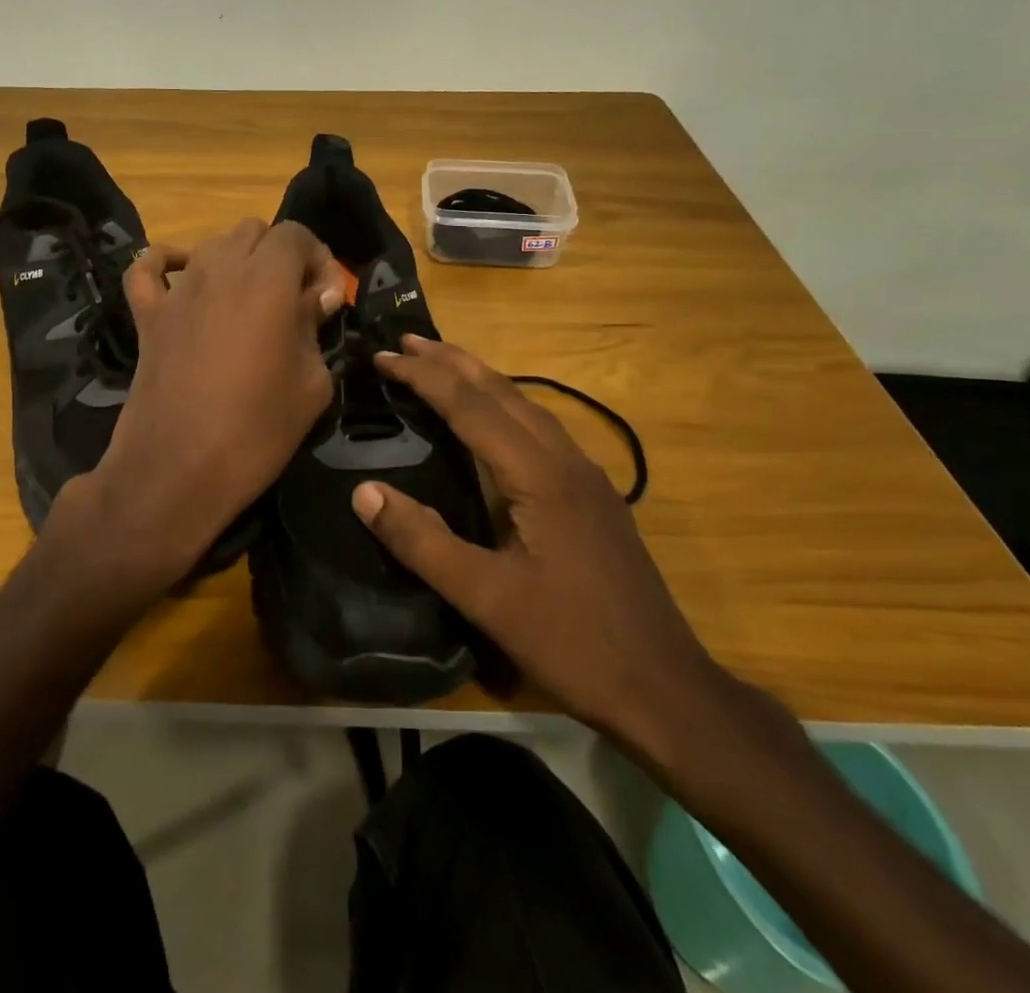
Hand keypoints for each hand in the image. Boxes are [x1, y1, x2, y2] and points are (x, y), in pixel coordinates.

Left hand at [44, 220, 344, 598]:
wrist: (178, 470)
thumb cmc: (257, 430)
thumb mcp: (312, 383)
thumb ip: (315, 327)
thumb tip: (317, 297)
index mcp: (268, 279)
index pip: (296, 234)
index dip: (317, 258)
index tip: (326, 298)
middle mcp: (220, 269)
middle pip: (254, 231)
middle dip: (280, 255)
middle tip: (294, 300)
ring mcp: (178, 289)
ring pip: (210, 243)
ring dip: (237, 260)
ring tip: (250, 299)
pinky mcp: (147, 314)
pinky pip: (148, 269)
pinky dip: (166, 263)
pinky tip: (182, 278)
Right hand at [351, 336, 737, 766]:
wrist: (666, 689)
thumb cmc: (573, 643)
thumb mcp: (486, 598)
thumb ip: (424, 542)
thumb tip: (364, 491)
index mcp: (540, 474)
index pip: (471, 407)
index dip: (424, 377)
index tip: (383, 357)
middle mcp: (566, 459)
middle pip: (503, 392)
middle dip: (452, 362)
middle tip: (406, 340)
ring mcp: (586, 476)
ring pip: (527, 405)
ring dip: (481, 379)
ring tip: (442, 363)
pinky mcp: (594, 496)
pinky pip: (541, 427)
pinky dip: (504, 405)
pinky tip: (495, 420)